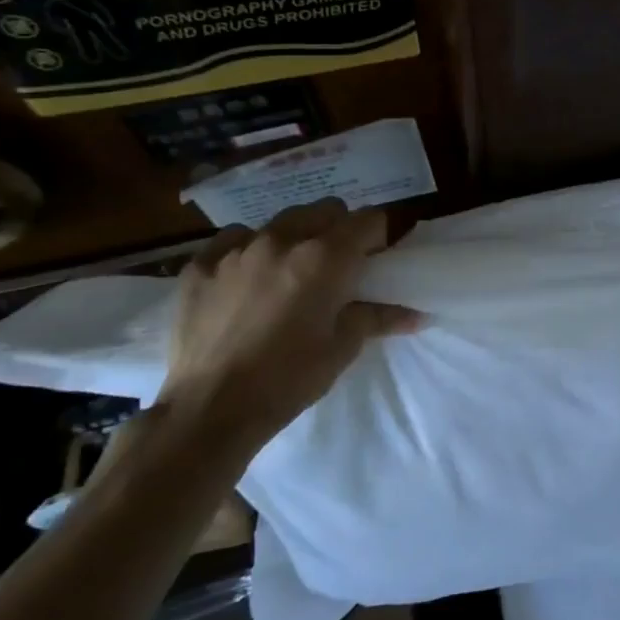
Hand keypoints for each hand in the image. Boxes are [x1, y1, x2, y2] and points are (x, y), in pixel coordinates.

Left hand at [162, 198, 421, 450]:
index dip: (377, 237)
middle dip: (338, 230)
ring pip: (280, 222)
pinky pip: (234, 240)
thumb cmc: (289, 380)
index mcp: (326, 258)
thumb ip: (379, 317)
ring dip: (295, 238)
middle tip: (336, 266)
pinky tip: (246, 280)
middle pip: (325, 210)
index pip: (369, 220)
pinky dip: (248, 251)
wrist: (211, 410)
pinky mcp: (201, 265)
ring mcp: (238, 249)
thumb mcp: (343, 348)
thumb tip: (417, 313)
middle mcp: (283, 240)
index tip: (374, 260)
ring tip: (289, 274)